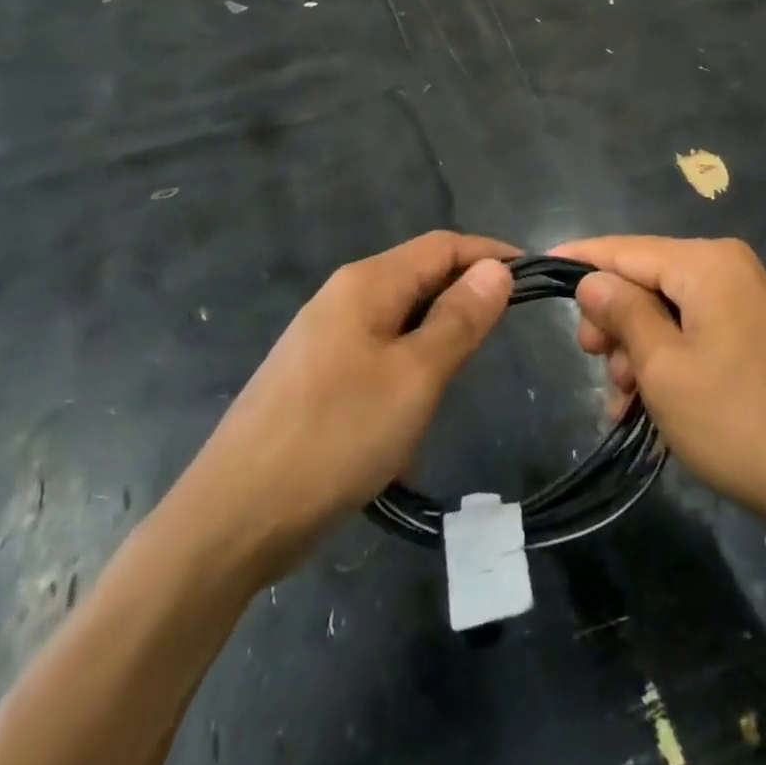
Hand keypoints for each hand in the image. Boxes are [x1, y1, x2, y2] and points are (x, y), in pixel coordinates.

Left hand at [178, 232, 514, 581]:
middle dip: (463, 298)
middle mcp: (341, 298)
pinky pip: (375, 356)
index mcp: (366, 284)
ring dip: (435, 341)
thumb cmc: (334, 437)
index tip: (534, 276)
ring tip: (461, 379)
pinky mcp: (312, 378)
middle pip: (418, 278)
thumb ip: (459, 319)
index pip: (441, 246)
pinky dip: (406, 371)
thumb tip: (496, 268)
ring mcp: (322, 339)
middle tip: (504, 333)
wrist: (232, 519)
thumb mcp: (414, 377)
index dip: (489, 253)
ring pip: (398, 321)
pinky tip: (410, 419)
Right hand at [552, 236, 765, 536]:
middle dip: (614, 321)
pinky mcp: (753, 331)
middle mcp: (726, 267)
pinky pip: (692, 330)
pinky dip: (666, 359)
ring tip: (624, 403)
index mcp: (705, 263)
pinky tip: (648, 405)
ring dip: (637, 350)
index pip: (626, 249)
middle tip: (597, 366)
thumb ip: (623, 314)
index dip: (581, 260)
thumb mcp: (665, 369)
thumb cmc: (740, 420)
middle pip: (645, 279)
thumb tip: (592, 280)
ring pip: (666, 310)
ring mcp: (744, 299)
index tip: (540, 267)